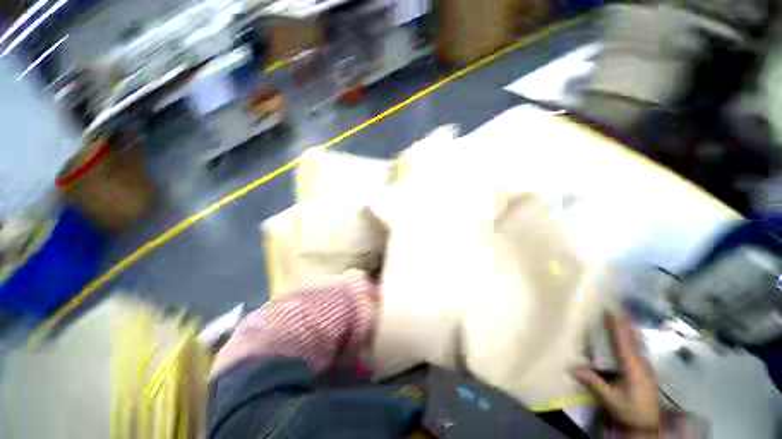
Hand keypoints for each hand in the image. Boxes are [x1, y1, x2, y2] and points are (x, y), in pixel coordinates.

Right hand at [573, 313, 660, 431]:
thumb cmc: (629, 411)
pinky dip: (631, 337)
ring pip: (636, 343)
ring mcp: (645, 367)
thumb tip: (571, 366)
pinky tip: (628, 334)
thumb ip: (594, 382)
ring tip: (620, 314)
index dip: (617, 326)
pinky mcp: (644, 370)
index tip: (610, 310)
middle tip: (614, 306)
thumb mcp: (611, 400)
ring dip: (628, 328)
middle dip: (624, 322)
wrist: (647, 425)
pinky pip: (636, 348)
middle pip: (632, 339)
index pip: (624, 343)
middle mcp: (642, 364)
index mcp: (634, 369)